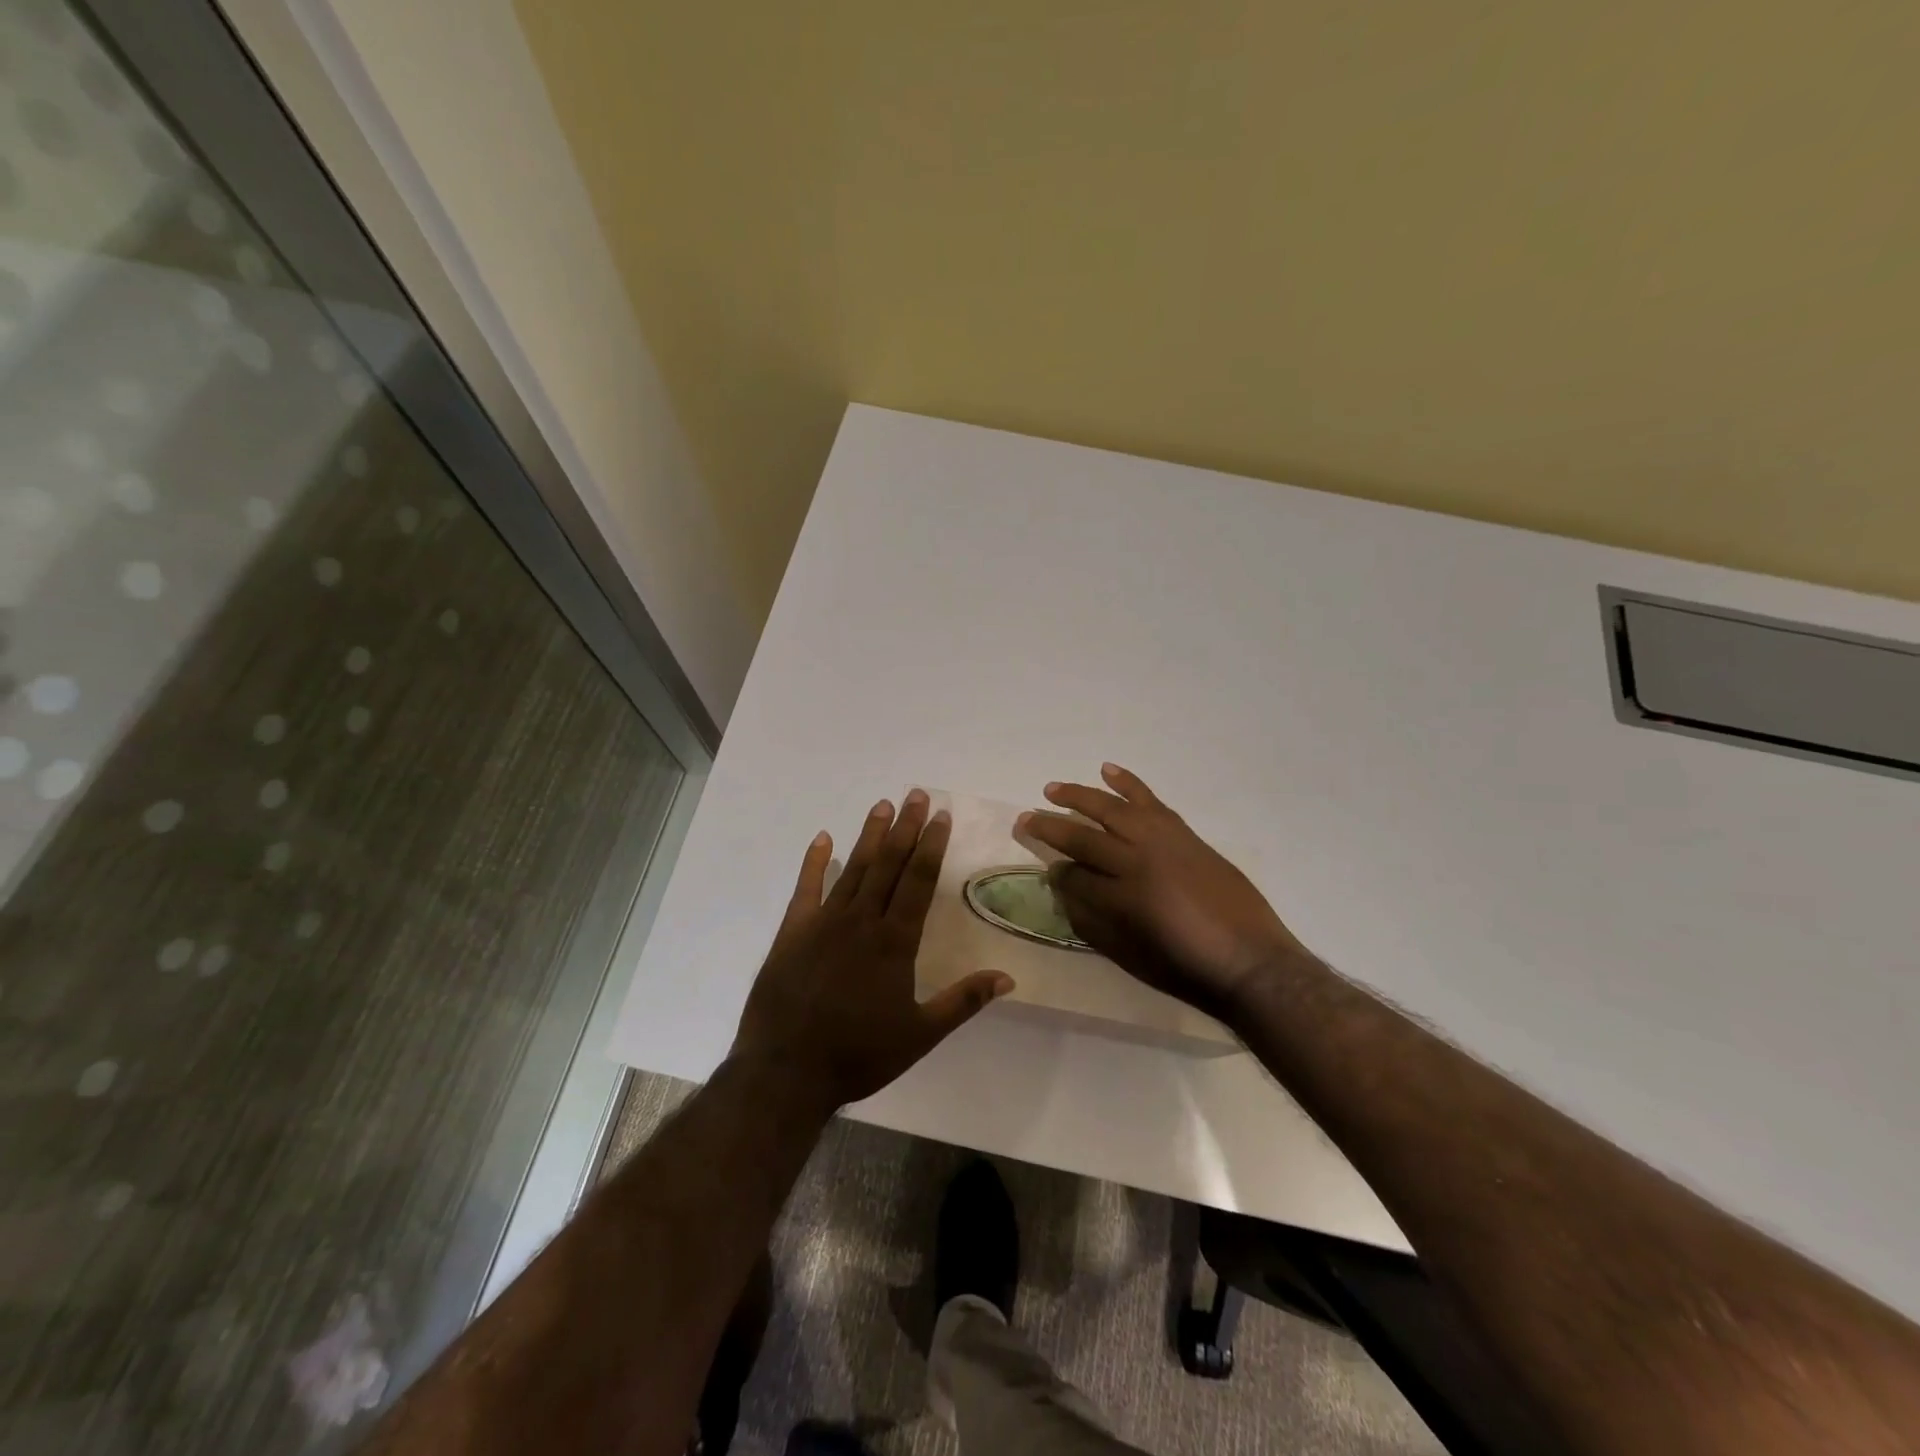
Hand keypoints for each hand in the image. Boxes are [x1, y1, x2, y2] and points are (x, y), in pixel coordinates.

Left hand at [731, 789, 1013, 1111]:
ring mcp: (823, 923)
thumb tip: (1007, 977)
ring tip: (883, 805)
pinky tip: (823, 838)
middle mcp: (861, 921)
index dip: (931, 846)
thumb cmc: (858, 1055)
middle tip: (917, 795)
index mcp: (894, 942)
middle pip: (889, 865)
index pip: (919, 882)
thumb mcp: (920, 1035)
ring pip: (853, 869)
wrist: (786, 1072)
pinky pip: (806, 888)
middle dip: (906, 828)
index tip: (941, 816)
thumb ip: (963, 1001)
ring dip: (870, 836)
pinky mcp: (792, 932)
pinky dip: (815, 862)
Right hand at [1020, 764, 1311, 1021]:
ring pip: (1112, 809)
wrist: (1250, 961)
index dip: (1056, 871)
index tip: (1047, 869)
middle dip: (1050, 827)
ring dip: (1080, 796)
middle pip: (1083, 836)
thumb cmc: (1185, 968)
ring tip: (1053, 788)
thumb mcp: (1128, 955)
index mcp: (1120, 897)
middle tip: (1026, 818)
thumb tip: (1063, 889)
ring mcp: (1162, 841)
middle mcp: (1137, 860)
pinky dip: (1128, 783)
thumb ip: (1090, 921)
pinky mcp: (1183, 833)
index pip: (1073, 873)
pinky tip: (1108, 771)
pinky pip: (1150, 801)